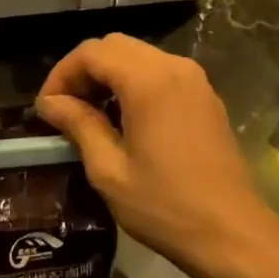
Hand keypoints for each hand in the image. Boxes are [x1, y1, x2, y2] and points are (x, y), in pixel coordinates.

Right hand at [34, 34, 278, 274]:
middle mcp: (173, 66)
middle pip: (116, 46)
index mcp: (148, 80)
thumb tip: (50, 103)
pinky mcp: (205, 94)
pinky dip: (135, 82)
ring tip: (91, 115)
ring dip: (110, 75)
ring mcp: (194, 78)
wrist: (231, 231)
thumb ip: (79, 125)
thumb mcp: (110, 170)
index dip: (62, 74)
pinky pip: (160, 71)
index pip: (92, 52)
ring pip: (139, 55)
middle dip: (85, 71)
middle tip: (66, 109)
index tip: (47, 108)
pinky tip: (126, 119)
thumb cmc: (165, 206)